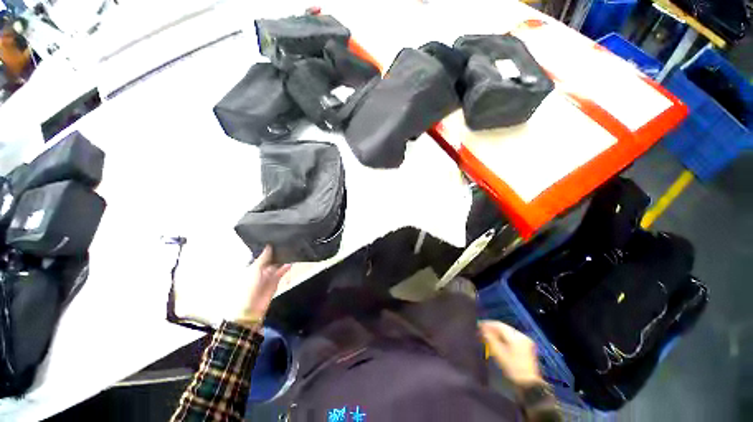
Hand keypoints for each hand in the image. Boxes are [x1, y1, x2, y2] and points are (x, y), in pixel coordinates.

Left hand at [234, 246, 290, 329]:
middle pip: (270, 258)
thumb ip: (263, 257)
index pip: (262, 255)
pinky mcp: (276, 280)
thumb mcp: (255, 269)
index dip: (268, 248)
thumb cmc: (248, 287)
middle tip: (285, 241)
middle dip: (276, 252)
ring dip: (283, 259)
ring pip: (277, 264)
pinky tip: (292, 261)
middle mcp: (261, 269)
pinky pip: (282, 271)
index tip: (275, 238)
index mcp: (252, 266)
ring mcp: (269, 275)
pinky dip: (287, 266)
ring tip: (290, 249)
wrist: (251, 308)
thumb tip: (268, 245)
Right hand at [479, 321, 541, 387]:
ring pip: (507, 333)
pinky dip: (503, 339)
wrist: (527, 385)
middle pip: (503, 328)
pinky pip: (512, 339)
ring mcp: (525, 342)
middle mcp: (522, 336)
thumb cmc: (511, 368)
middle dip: (492, 329)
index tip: (478, 325)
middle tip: (481, 332)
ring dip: (497, 334)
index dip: (487, 324)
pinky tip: (497, 343)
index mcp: (516, 336)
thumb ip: (489, 338)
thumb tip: (481, 327)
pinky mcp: (526, 348)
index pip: (499, 325)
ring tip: (488, 338)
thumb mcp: (497, 353)